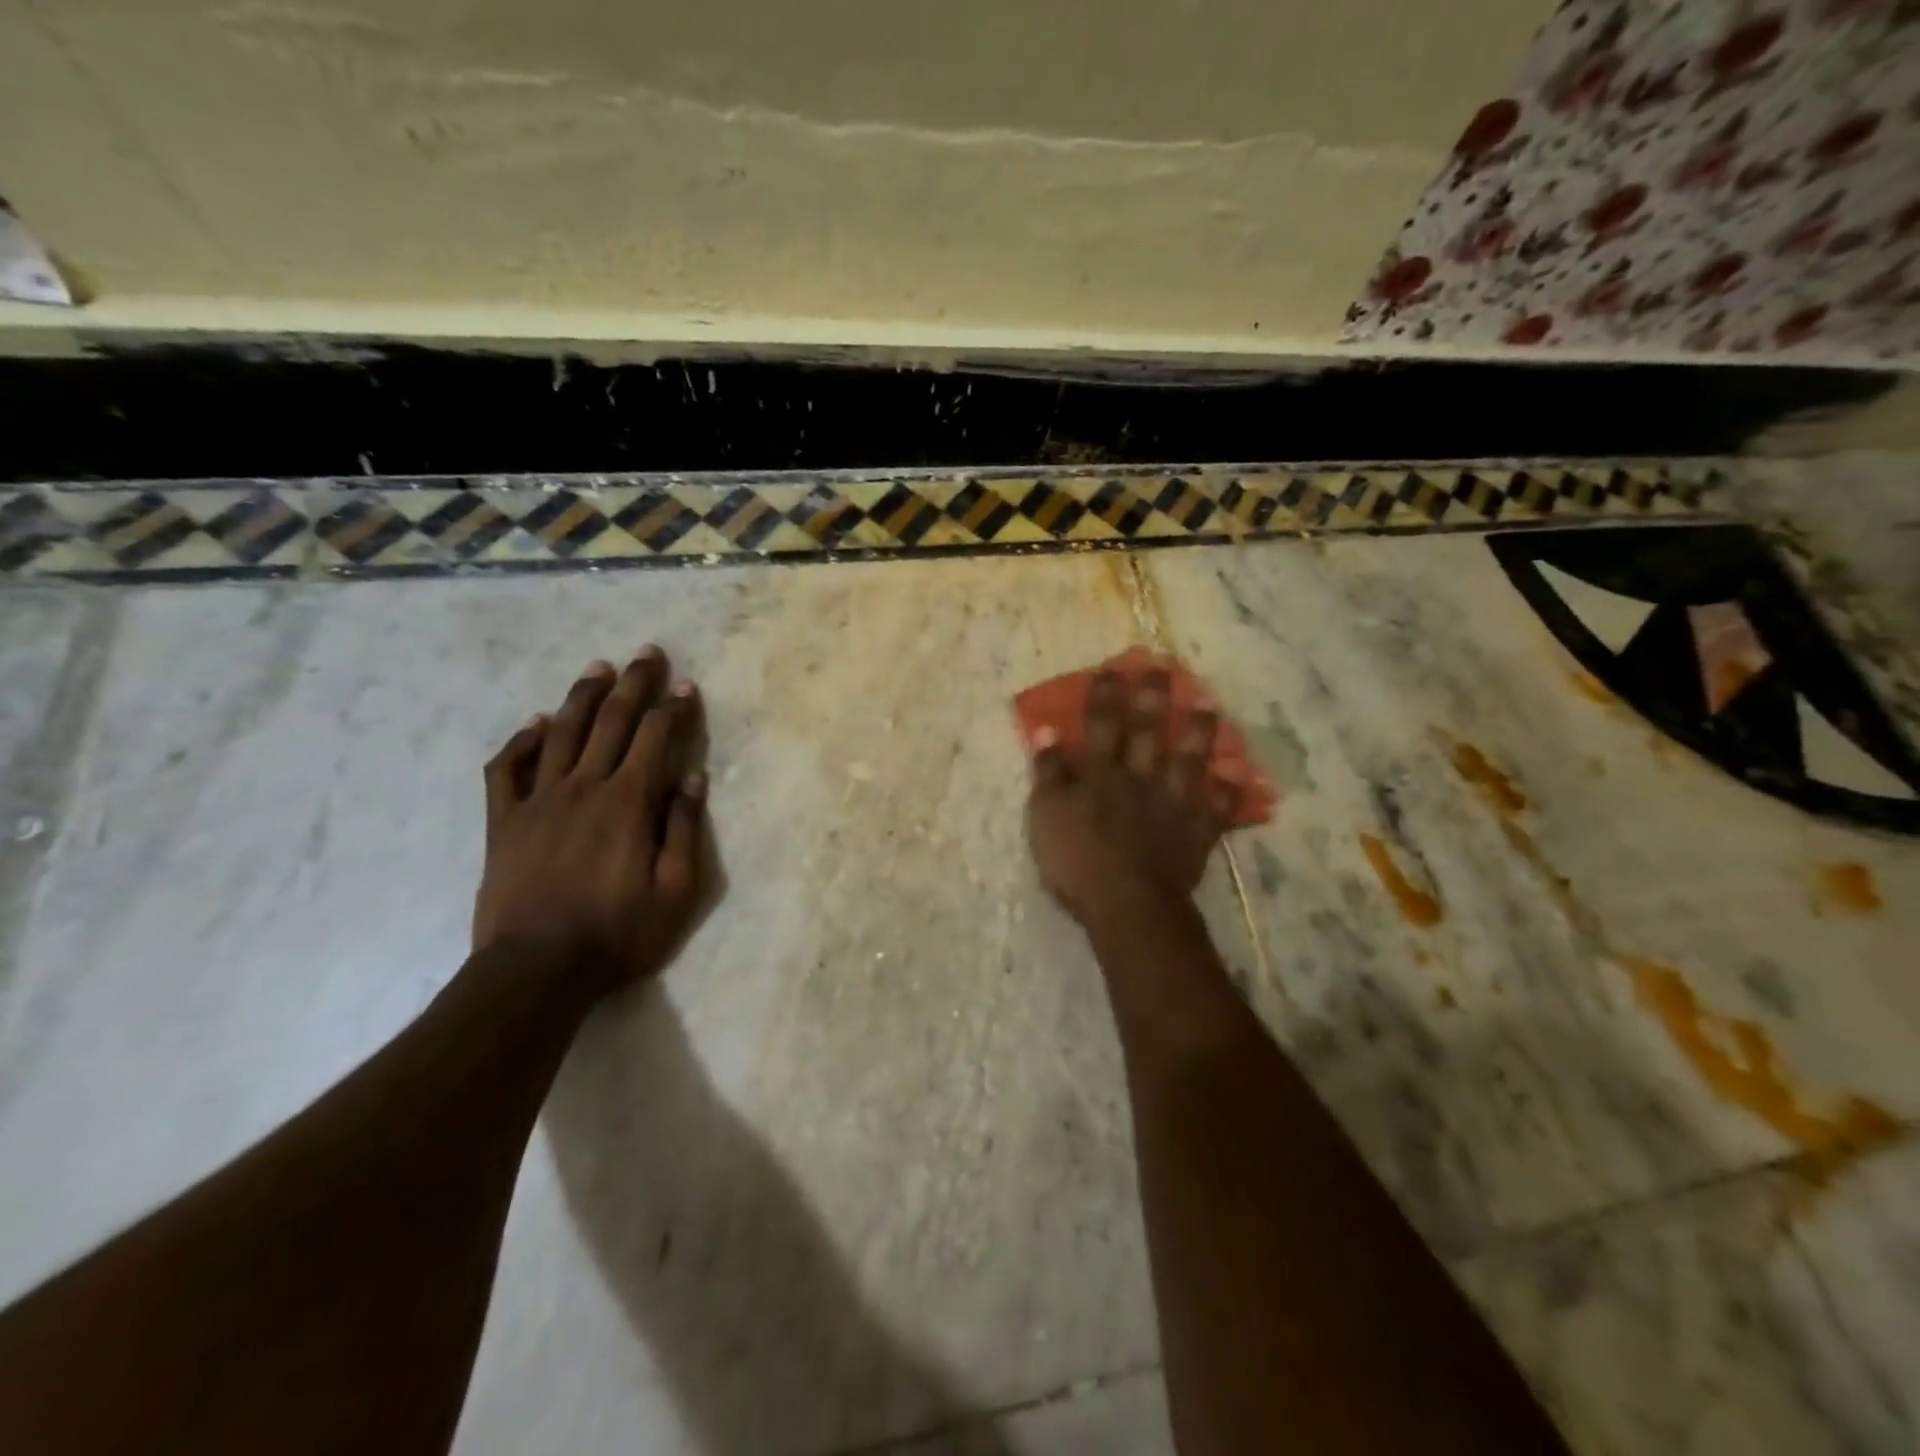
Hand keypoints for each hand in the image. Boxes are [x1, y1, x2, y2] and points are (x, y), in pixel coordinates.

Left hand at [473, 646, 708, 995]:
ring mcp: (539, 801)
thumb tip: (693, 778)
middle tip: (646, 653)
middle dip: (634, 684)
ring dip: (582, 697)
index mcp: (628, 803)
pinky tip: (535, 723)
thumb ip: (682, 829)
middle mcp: (584, 788)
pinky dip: (521, 741)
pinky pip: (508, 770)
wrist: (536, 970)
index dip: (674, 708)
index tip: (686, 685)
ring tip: (598, 668)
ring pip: (561, 733)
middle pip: (612, 722)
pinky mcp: (504, 822)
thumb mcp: (675, 890)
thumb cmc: (618, 933)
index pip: (656, 739)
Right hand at [1025, 664, 1237, 929]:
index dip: (1106, 695)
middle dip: (1155, 699)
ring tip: (1209, 706)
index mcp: (1101, 773)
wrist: (1127, 904)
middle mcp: (1141, 778)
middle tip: (1166, 669)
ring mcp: (1174, 803)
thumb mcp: (1045, 815)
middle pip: (1149, 732)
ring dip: (1199, 733)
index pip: (1102, 724)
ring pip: (1190, 760)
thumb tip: (1048, 731)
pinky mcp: (1196, 832)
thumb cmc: (1076, 859)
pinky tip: (1236, 777)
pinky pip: (1217, 808)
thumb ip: (1048, 772)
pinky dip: (1228, 793)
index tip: (1113, 668)